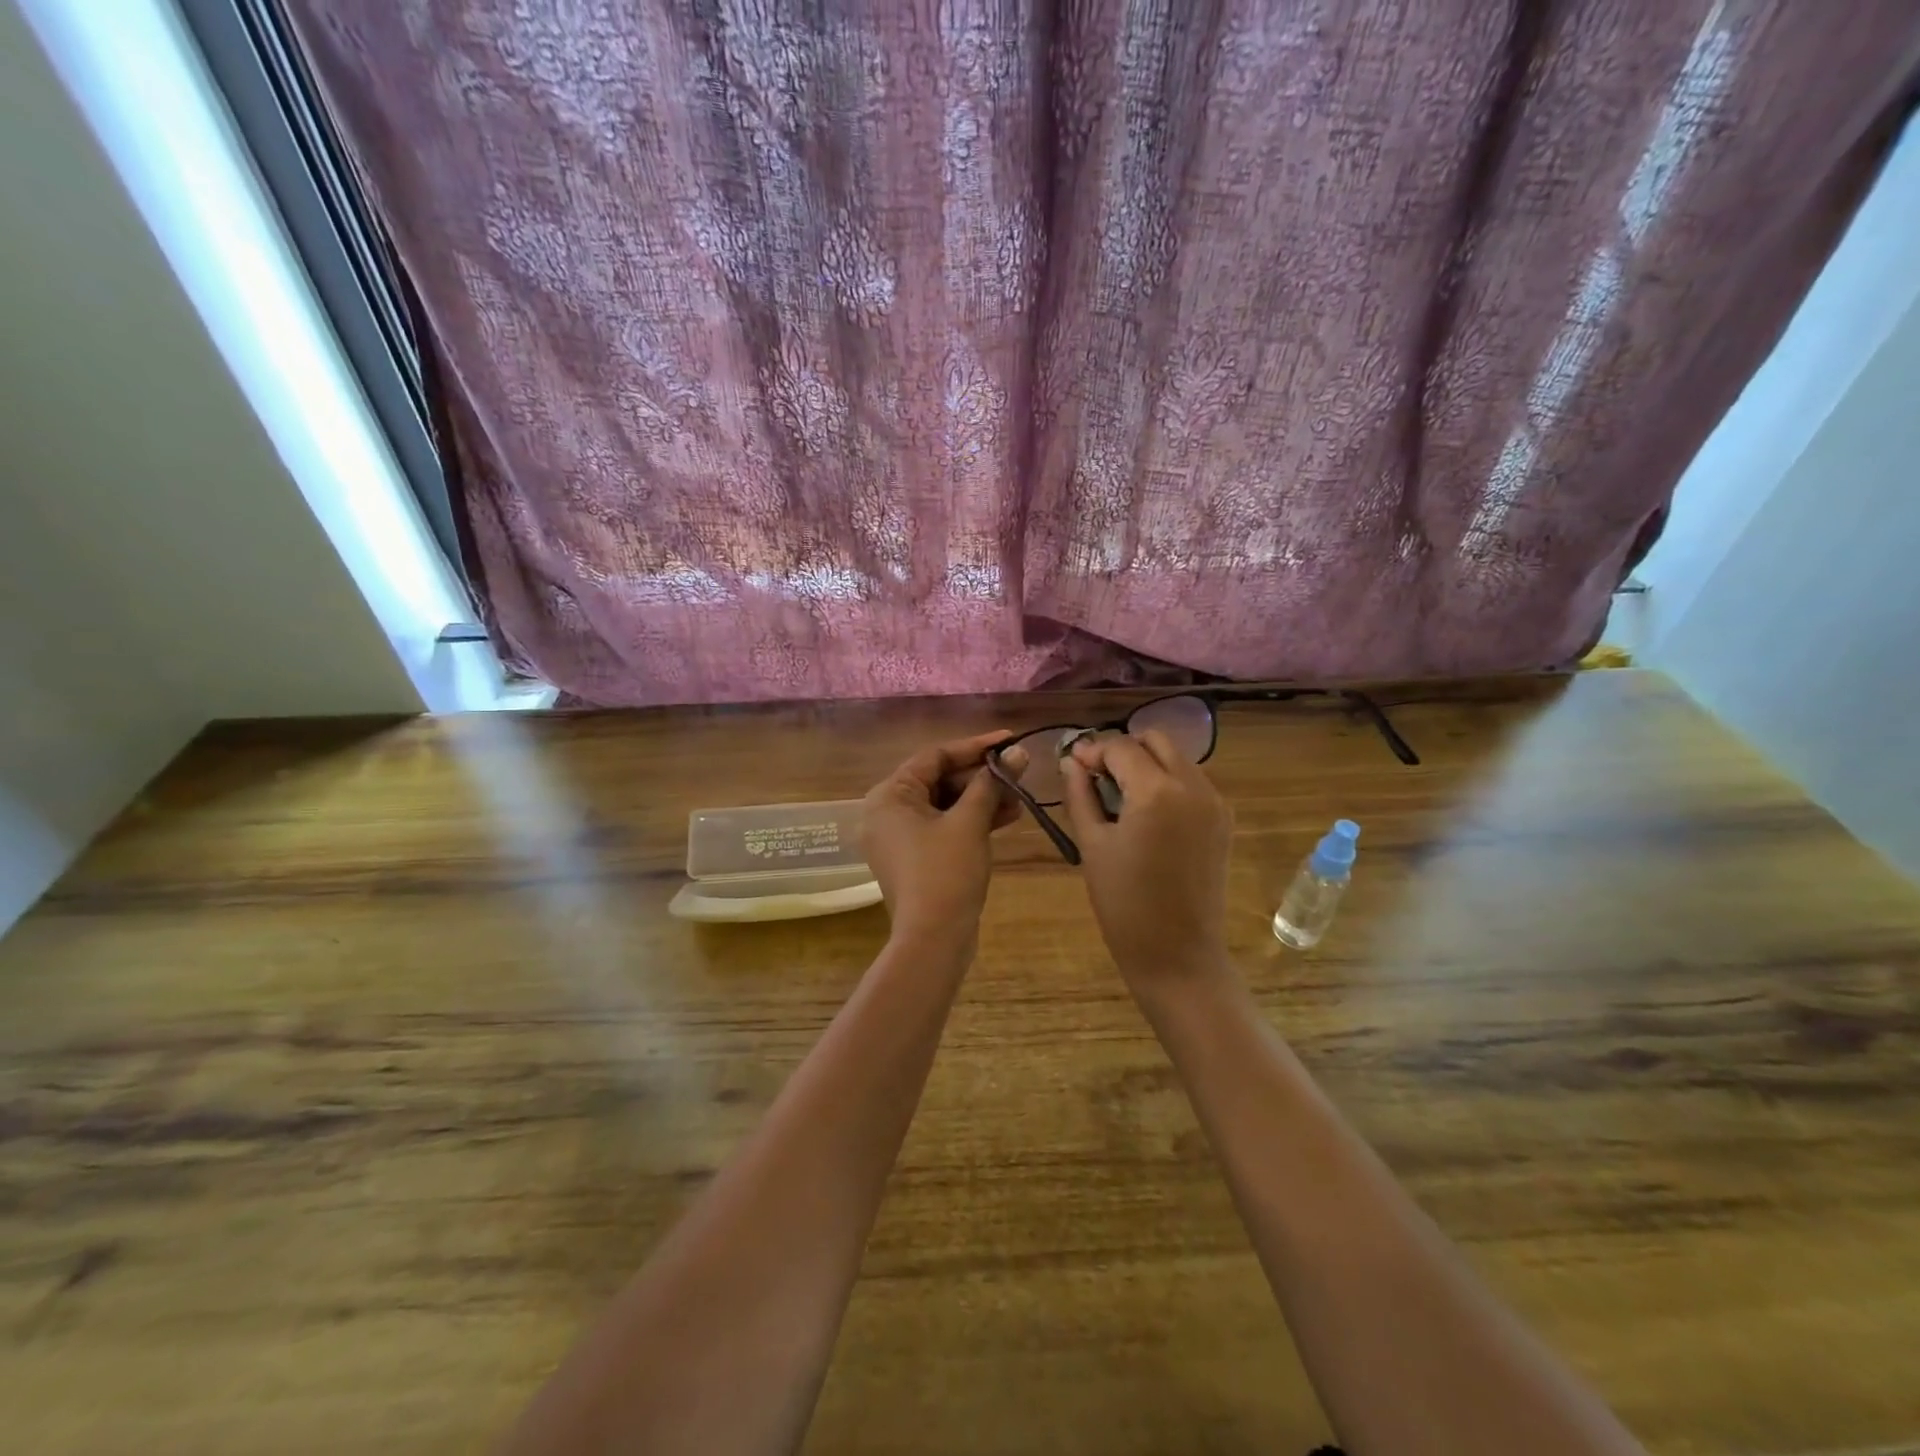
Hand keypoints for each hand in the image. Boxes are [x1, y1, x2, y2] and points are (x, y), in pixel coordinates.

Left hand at [861, 731, 1027, 943]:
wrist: (933, 940)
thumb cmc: (946, 872)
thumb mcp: (970, 823)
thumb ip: (991, 783)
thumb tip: (1017, 752)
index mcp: (889, 796)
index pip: (934, 756)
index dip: (975, 747)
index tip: (1009, 740)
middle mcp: (887, 812)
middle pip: (939, 780)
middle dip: (981, 777)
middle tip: (1018, 771)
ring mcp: (899, 837)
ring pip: (944, 805)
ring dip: (981, 800)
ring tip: (1020, 798)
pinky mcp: (915, 858)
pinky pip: (943, 827)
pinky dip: (971, 822)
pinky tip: (1007, 818)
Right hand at [1061, 731, 1233, 985]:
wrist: (1178, 954)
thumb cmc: (1124, 904)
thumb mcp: (1092, 845)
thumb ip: (1080, 795)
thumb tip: (1071, 761)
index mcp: (1156, 791)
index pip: (1120, 747)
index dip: (1092, 750)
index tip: (1073, 765)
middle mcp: (1192, 786)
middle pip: (1155, 740)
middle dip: (1124, 749)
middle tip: (1098, 777)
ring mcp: (1214, 802)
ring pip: (1177, 758)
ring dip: (1147, 763)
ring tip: (1120, 795)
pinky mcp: (1223, 820)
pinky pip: (1192, 781)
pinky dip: (1167, 781)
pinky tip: (1147, 812)